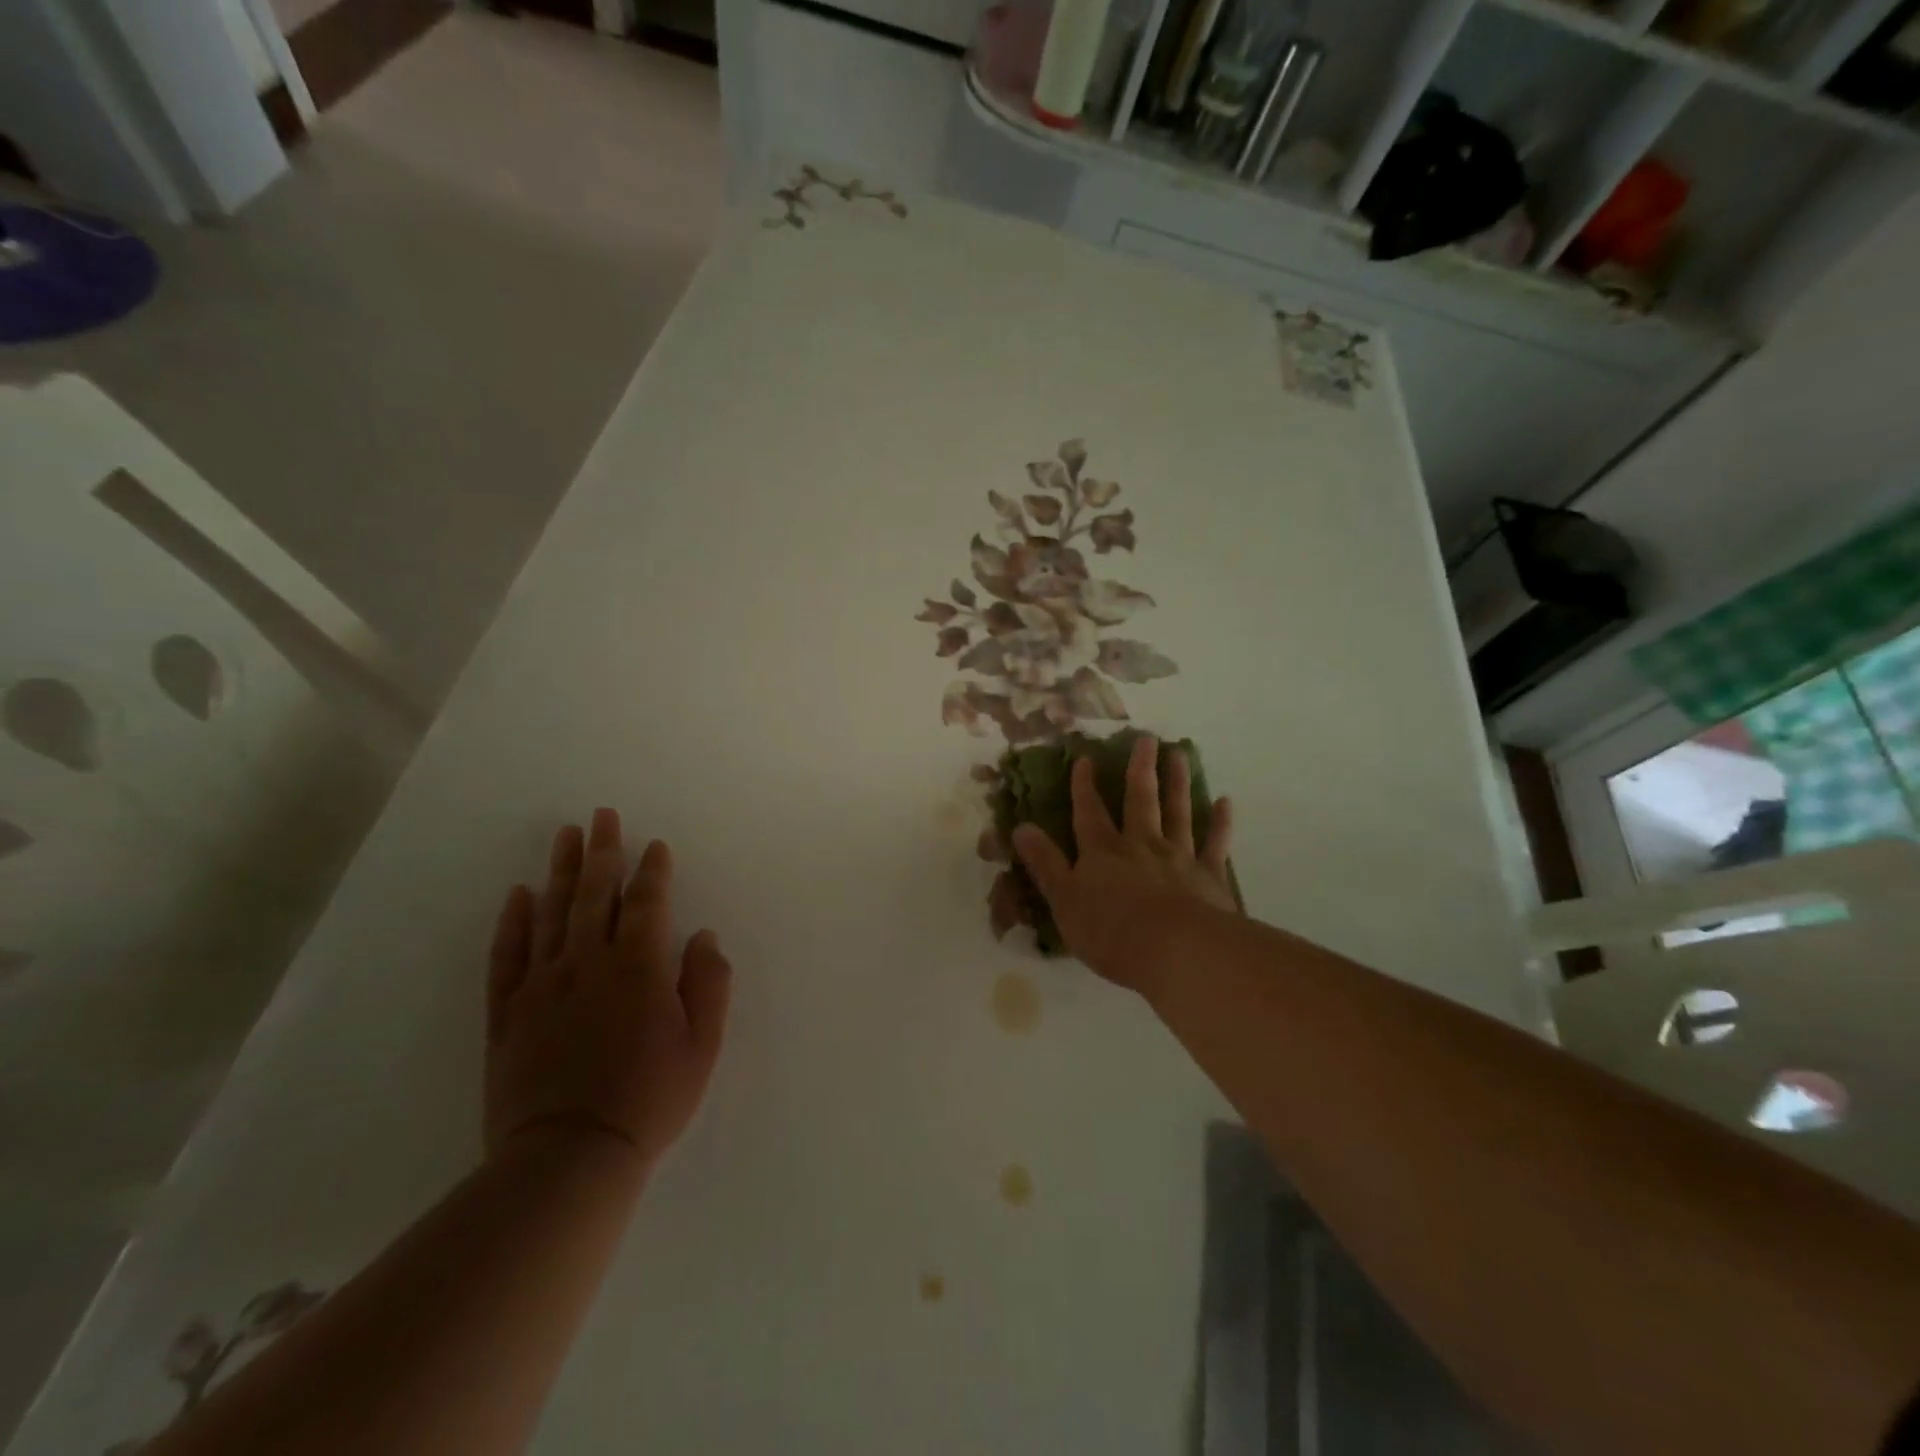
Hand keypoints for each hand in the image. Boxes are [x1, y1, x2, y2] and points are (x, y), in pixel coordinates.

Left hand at [486, 809, 732, 1178]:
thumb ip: (708, 984)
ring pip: (552, 913)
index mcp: (639, 968)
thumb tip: (702, 936)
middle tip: (603, 816)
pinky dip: (514, 922)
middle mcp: (589, 963)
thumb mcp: (702, 1045)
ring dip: (561, 871)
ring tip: (566, 835)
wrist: (570, 1157)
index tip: (653, 846)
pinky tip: (520, 894)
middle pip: (596, 894)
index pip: (647, 904)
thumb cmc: (650, 1099)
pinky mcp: (508, 1013)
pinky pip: (507, 956)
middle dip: (603, 852)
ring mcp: (543, 985)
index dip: (652, 871)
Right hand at [1011, 735, 1234, 998]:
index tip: (1085, 758)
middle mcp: (1141, 845)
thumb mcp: (1063, 900)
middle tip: (1147, 738)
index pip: (1089, 812)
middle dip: (1140, 769)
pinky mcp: (1210, 876)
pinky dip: (1220, 822)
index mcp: (1103, 852)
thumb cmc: (1110, 931)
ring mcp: (1179, 857)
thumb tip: (1020, 828)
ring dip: (1177, 783)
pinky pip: (1215, 843)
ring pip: (1178, 812)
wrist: (1175, 951)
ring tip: (1179, 754)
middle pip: (1140, 800)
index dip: (1084, 786)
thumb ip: (1045, 863)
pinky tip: (1225, 802)